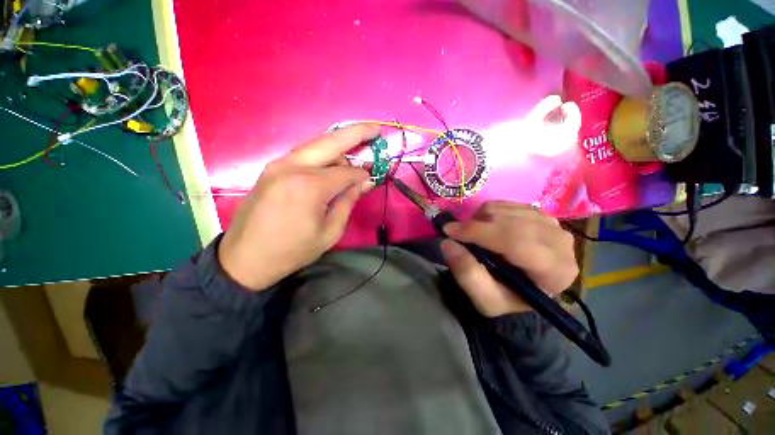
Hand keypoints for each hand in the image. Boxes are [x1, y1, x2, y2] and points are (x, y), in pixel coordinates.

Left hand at [218, 124, 378, 290]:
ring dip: (339, 144)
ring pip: (316, 145)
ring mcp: (278, 164)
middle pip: (331, 142)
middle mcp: (293, 167)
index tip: (372, 178)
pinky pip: (303, 154)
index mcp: (310, 186)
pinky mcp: (271, 168)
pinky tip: (332, 161)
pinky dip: (322, 154)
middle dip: (357, 133)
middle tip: (376, 129)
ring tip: (355, 149)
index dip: (362, 174)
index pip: (347, 172)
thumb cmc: (293, 250)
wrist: (246, 258)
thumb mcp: (330, 231)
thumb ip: (348, 201)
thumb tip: (365, 181)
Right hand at [440, 202, 577, 316]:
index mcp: (554, 271)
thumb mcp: (485, 299)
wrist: (525, 287)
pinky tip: (487, 228)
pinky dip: (488, 213)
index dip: (479, 233)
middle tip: (456, 233)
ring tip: (475, 236)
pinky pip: (506, 204)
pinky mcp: (540, 213)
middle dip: (477, 225)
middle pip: (511, 222)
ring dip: (481, 219)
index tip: (449, 231)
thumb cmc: (507, 297)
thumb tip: (448, 243)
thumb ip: (467, 275)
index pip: (516, 242)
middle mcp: (560, 242)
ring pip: (506, 210)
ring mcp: (552, 223)